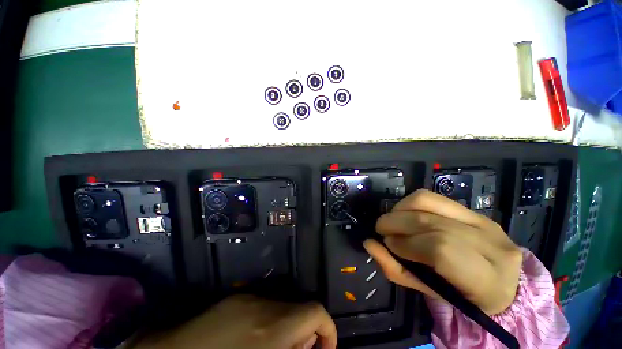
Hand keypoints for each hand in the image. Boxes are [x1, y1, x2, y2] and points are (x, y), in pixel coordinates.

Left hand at [132, 295, 336, 348]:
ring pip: (281, 308)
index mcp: (272, 328)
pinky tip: (253, 341)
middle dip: (305, 333)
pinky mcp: (233, 300)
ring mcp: (246, 299)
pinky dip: (268, 324)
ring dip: (286, 328)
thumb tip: (309, 346)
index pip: (315, 311)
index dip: (327, 330)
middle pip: (299, 309)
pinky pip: (262, 308)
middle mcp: (262, 306)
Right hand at [364, 189, 522, 314]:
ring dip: (400, 209)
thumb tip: (369, 244)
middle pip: (431, 222)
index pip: (441, 250)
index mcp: (486, 278)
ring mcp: (482, 220)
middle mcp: (490, 243)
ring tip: (391, 221)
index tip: (388, 244)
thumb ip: (396, 270)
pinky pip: (433, 197)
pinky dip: (410, 203)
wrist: (501, 282)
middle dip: (396, 223)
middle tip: (381, 230)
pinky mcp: (472, 210)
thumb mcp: (429, 293)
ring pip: (430, 202)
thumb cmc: (463, 296)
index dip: (407, 244)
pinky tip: (404, 213)